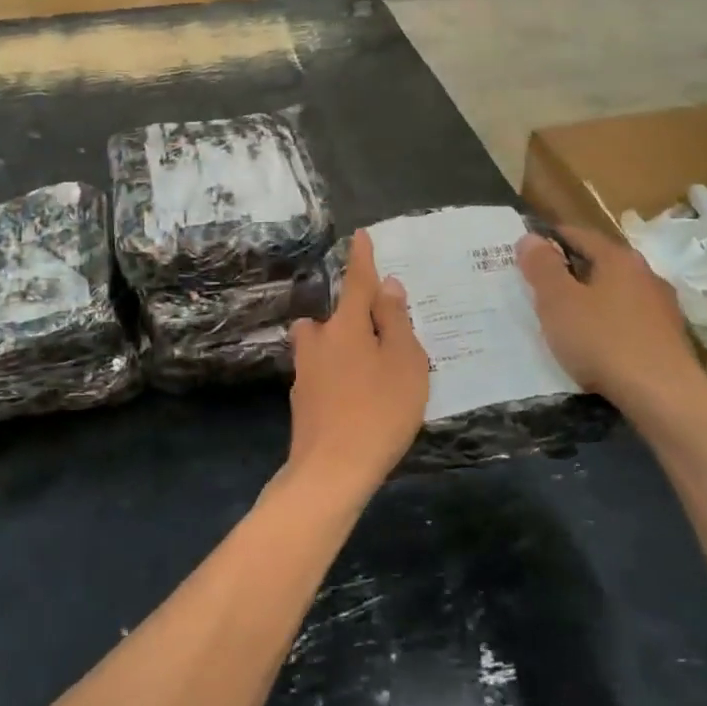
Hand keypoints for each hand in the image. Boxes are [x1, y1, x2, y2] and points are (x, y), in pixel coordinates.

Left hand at [288, 230, 428, 493]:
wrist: (332, 470)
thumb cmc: (380, 410)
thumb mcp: (404, 362)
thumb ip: (395, 321)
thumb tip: (387, 286)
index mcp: (346, 326)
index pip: (357, 282)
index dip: (362, 259)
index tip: (360, 235)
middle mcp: (318, 341)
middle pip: (332, 318)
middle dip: (349, 318)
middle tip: (377, 336)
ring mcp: (305, 372)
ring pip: (321, 347)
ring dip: (338, 349)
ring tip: (368, 373)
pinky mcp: (302, 401)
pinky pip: (321, 375)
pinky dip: (336, 378)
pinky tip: (355, 403)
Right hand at [517, 225, 705, 409]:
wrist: (663, 395)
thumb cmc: (603, 341)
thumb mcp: (558, 302)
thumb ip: (542, 267)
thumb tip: (530, 237)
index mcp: (619, 258)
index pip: (579, 234)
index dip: (550, 239)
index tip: (527, 252)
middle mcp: (646, 274)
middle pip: (601, 262)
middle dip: (571, 270)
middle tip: (541, 287)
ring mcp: (662, 307)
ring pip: (617, 292)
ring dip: (592, 299)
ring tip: (567, 318)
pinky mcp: (670, 338)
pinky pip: (630, 320)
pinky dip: (610, 323)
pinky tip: (598, 344)